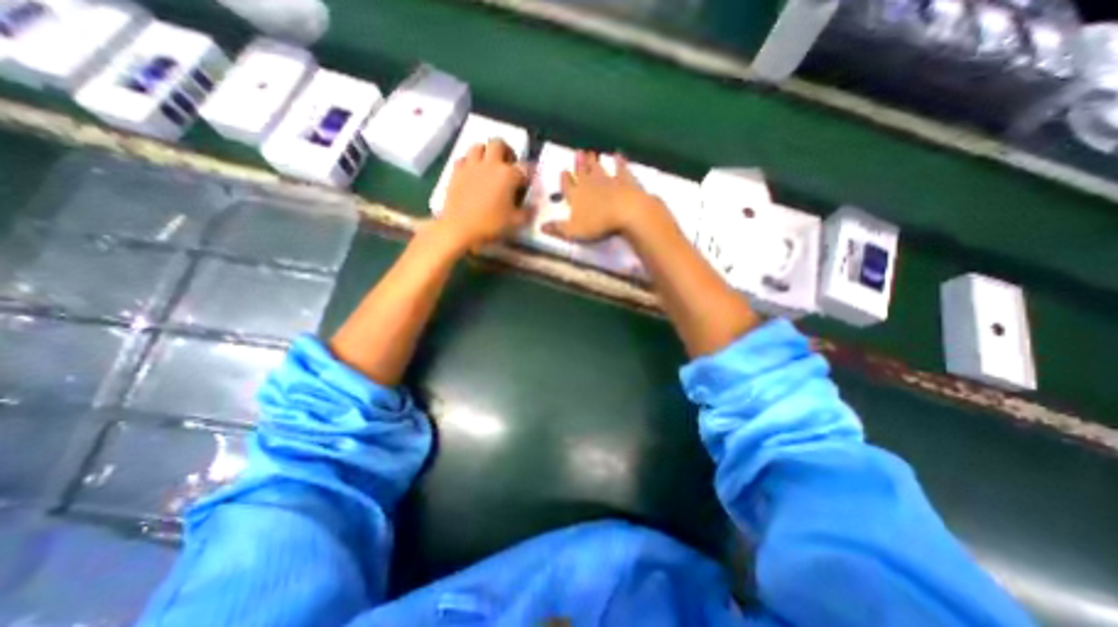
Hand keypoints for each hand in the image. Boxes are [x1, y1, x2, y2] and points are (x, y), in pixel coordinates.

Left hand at [439, 140, 530, 251]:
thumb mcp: (516, 222)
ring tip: (489, 166)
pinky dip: (470, 163)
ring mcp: (472, 166)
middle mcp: (491, 164)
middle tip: (508, 165)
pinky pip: (464, 159)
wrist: (460, 228)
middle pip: (499, 144)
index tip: (529, 182)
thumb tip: (532, 206)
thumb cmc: (491, 225)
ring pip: (479, 146)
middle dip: (506, 151)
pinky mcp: (456, 172)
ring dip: (486, 153)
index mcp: (509, 175)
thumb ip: (527, 212)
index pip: (525, 167)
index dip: (530, 174)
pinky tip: (472, 174)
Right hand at [542, 150, 660, 240]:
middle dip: (579, 164)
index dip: (565, 179)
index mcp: (576, 196)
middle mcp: (590, 184)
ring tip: (591, 153)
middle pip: (582, 172)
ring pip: (598, 168)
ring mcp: (609, 180)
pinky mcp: (625, 180)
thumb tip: (541, 227)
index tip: (563, 171)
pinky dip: (619, 162)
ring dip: (594, 161)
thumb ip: (558, 228)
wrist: (626, 211)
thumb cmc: (597, 223)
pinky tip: (618, 155)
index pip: (567, 186)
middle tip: (578, 153)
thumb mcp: (573, 231)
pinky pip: (621, 169)